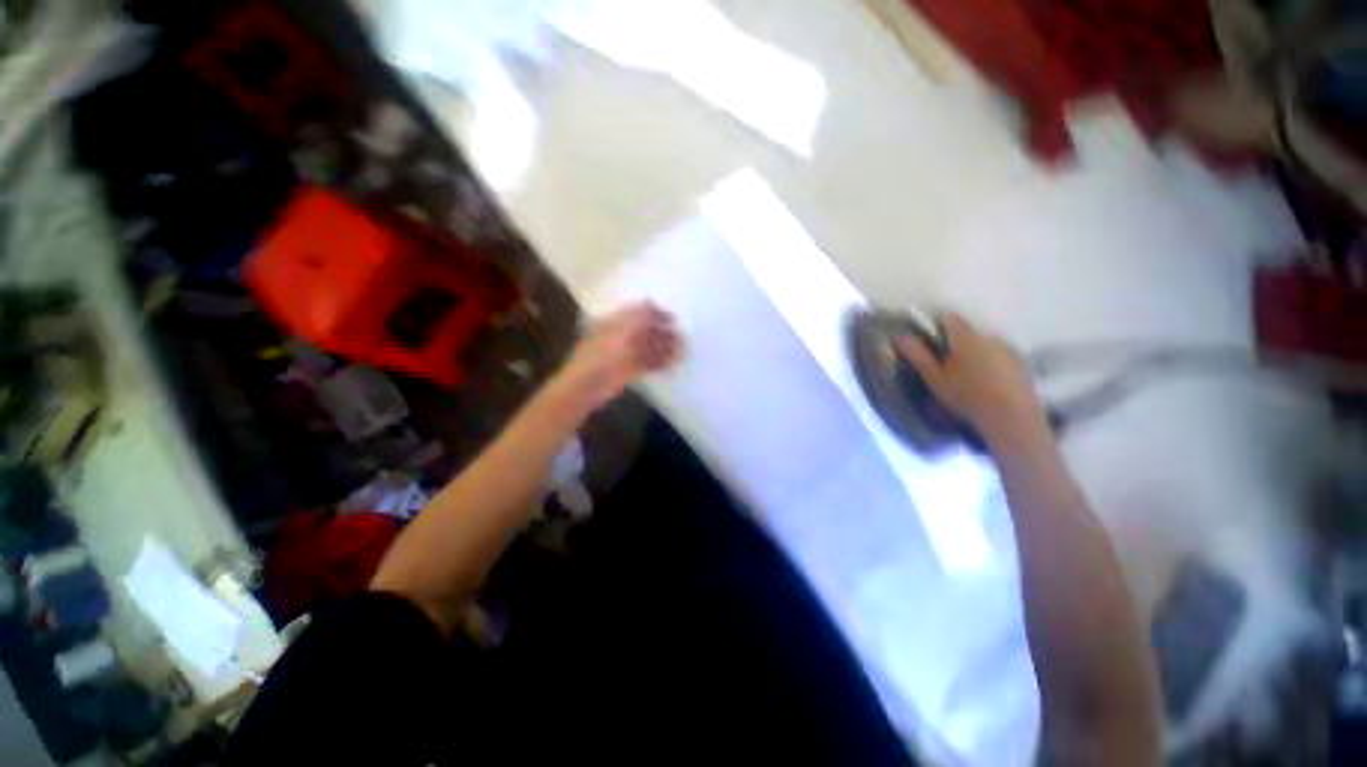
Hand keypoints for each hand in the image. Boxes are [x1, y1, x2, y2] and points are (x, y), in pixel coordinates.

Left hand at [552, 302, 681, 411]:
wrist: (587, 385)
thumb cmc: (602, 354)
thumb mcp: (622, 331)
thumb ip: (638, 317)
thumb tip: (651, 303)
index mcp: (617, 321)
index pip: (640, 311)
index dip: (657, 313)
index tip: (674, 319)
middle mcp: (622, 334)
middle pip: (647, 329)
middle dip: (665, 332)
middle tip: (683, 339)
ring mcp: (625, 353)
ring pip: (649, 347)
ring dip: (665, 349)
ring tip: (682, 352)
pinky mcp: (629, 370)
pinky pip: (648, 363)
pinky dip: (660, 363)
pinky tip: (672, 364)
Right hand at [895, 312, 1046, 440]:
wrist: (1012, 418)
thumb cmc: (967, 397)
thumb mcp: (935, 379)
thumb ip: (918, 356)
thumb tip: (901, 337)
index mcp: (965, 338)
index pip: (949, 318)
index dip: (935, 325)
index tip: (926, 340)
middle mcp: (989, 337)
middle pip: (966, 332)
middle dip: (954, 343)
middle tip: (943, 364)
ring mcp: (1008, 349)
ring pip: (983, 345)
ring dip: (973, 354)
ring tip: (965, 377)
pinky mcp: (1021, 364)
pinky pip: (999, 357)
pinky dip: (989, 364)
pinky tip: (985, 384)